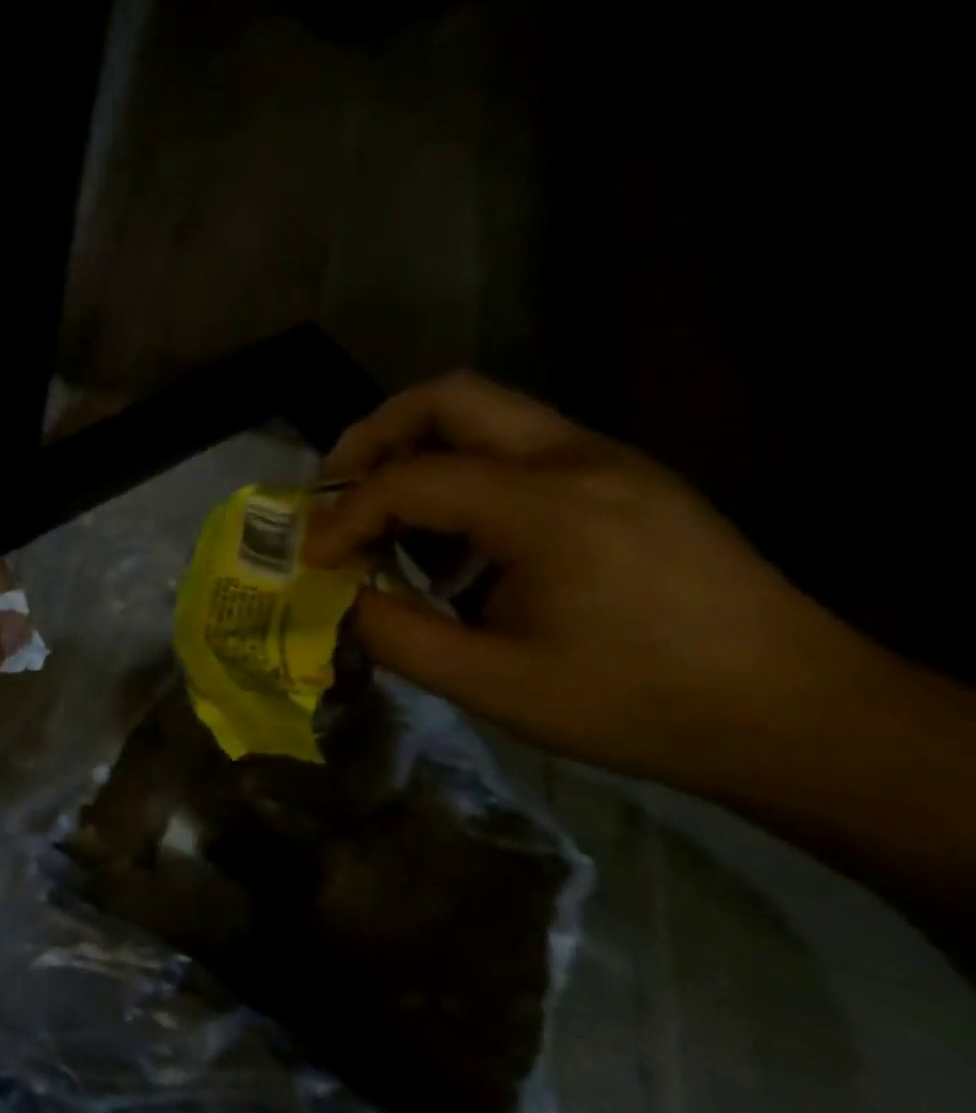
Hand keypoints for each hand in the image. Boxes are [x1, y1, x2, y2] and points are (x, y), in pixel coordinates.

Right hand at [303, 373, 884, 793]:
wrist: (797, 714)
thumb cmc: (636, 704)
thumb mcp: (493, 683)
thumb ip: (394, 634)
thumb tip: (336, 598)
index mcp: (546, 507)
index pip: (408, 479)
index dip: (344, 516)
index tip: (314, 561)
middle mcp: (576, 458)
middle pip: (448, 398)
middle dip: (373, 437)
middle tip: (336, 491)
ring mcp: (608, 460)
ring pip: (486, 412)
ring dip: (418, 450)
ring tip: (387, 514)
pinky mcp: (625, 478)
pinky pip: (519, 445)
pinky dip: (463, 471)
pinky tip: (459, 539)